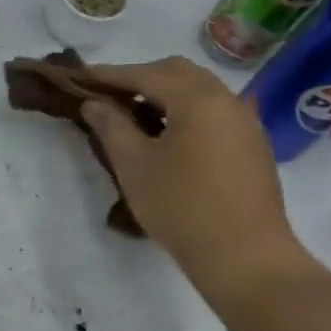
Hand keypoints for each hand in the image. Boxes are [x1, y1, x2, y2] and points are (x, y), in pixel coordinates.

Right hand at [79, 57, 311, 303]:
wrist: (246, 258)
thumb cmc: (182, 207)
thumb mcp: (134, 164)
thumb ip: (111, 125)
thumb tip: (94, 103)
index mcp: (197, 99)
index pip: (144, 74)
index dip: (108, 75)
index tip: (78, 78)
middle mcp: (226, 100)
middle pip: (176, 72)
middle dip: (138, 78)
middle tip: (106, 94)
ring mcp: (244, 122)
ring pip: (198, 90)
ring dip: (162, 93)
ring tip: (131, 114)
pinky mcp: (251, 145)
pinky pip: (212, 110)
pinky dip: (184, 110)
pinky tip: (165, 134)